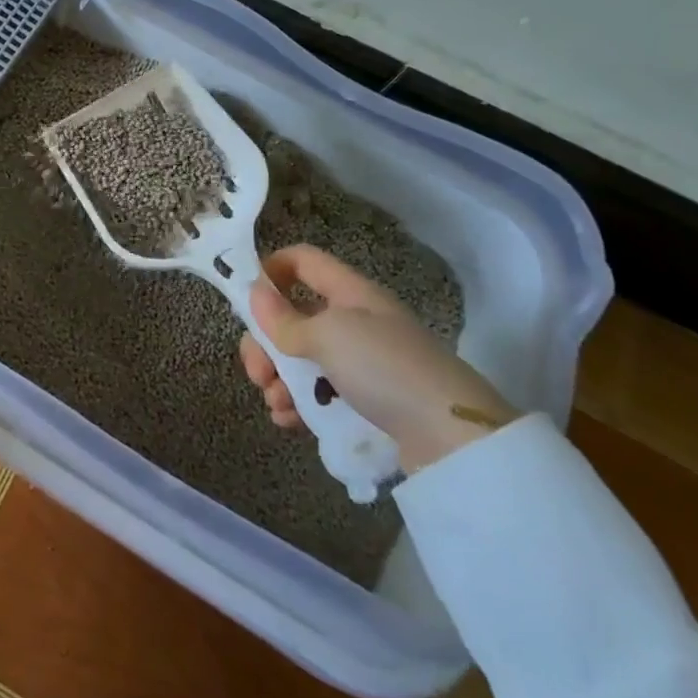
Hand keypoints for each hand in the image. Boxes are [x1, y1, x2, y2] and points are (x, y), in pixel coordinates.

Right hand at [241, 244, 519, 471]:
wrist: (452, 436)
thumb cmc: (384, 367)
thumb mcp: (327, 336)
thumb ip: (284, 318)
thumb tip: (253, 292)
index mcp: (349, 292)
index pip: (302, 261)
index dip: (270, 269)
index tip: (245, 299)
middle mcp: (354, 321)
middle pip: (294, 317)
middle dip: (266, 343)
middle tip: (256, 372)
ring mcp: (362, 363)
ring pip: (303, 360)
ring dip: (279, 379)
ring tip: (277, 404)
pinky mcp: (367, 401)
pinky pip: (320, 394)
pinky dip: (299, 405)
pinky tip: (289, 421)